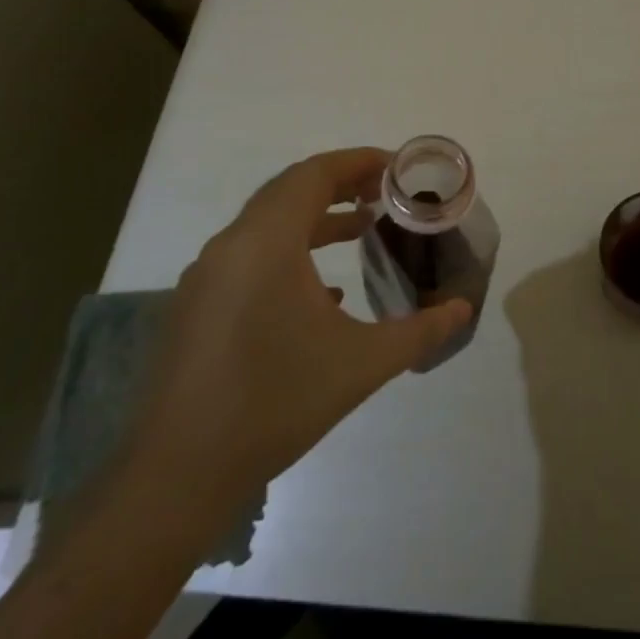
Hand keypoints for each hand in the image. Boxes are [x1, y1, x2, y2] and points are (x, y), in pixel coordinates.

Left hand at [112, 148, 471, 551]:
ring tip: (362, 229)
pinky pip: (250, 256)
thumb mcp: (361, 365)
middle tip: (386, 193)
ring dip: (315, 219)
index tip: (397, 168)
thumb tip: (462, 310)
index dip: (358, 162)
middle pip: (290, 191)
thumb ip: (419, 331)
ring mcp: (207, 276)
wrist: (177, 476)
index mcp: (266, 242)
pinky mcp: (196, 306)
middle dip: (341, 184)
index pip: (314, 174)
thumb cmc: (275, 403)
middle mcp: (231, 246)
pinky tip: (324, 293)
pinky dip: (290, 252)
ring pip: (268, 224)